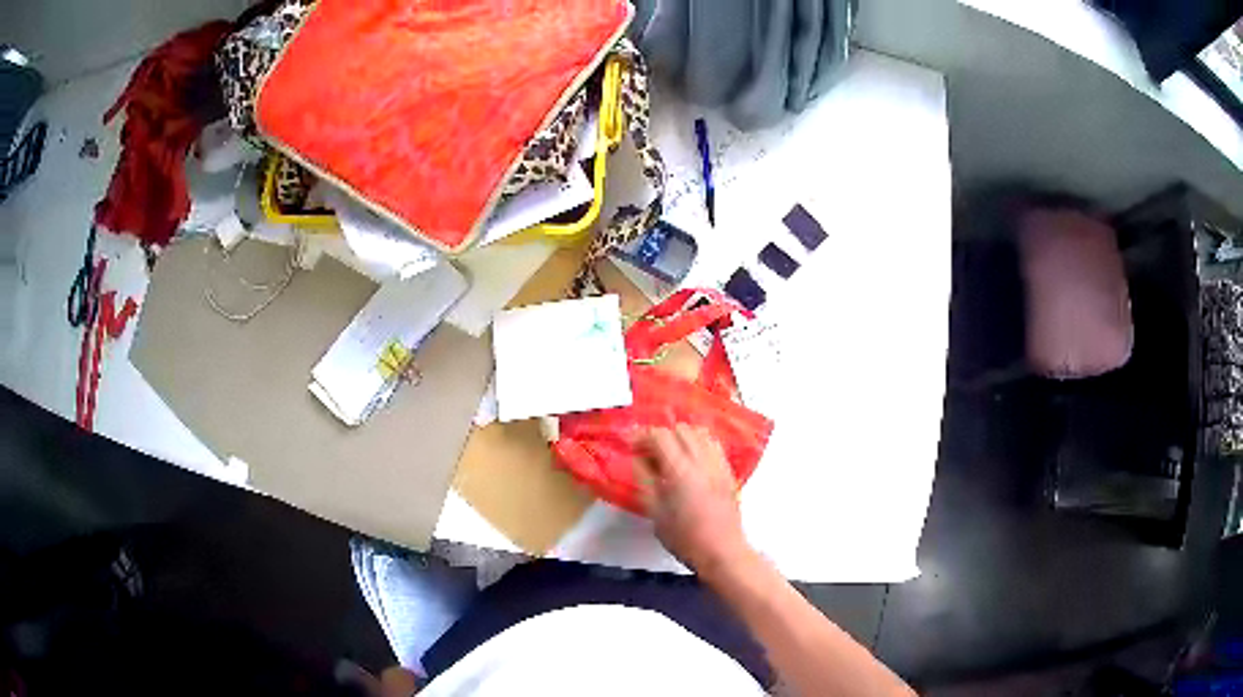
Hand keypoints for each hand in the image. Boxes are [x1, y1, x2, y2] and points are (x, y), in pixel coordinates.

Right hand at [635, 425, 754, 581]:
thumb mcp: (655, 511)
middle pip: (681, 429)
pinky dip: (699, 444)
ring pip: (700, 433)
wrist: (721, 551)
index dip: (642, 435)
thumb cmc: (683, 537)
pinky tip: (691, 460)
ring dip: (682, 437)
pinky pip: (713, 444)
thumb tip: (639, 458)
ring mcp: (719, 464)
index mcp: (680, 469)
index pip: (660, 435)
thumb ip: (645, 479)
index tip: (630, 444)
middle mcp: (702, 460)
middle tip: (649, 451)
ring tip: (670, 453)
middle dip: (662, 435)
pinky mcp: (729, 471)